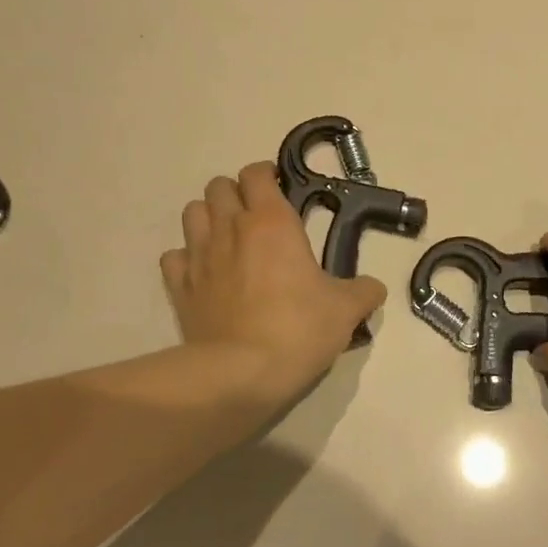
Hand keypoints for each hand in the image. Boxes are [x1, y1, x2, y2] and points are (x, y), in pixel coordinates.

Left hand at [161, 162, 385, 407]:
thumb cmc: (298, 330)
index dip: (266, 176)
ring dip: (208, 217)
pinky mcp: (179, 286)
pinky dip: (186, 258)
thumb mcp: (345, 310)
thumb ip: (363, 292)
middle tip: (254, 217)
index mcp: (271, 222)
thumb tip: (373, 288)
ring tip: (226, 238)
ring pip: (192, 212)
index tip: (280, 191)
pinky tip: (203, 272)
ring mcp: (198, 255)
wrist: (241, 373)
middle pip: (218, 186)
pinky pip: (174, 256)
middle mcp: (230, 228)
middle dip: (235, 193)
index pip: (257, 174)